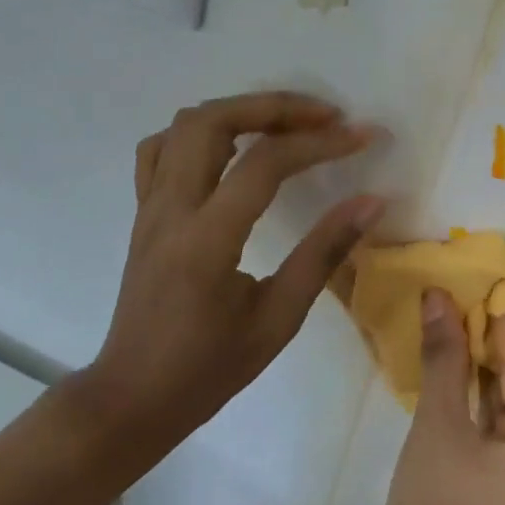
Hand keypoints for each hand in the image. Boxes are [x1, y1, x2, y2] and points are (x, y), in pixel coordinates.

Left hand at [83, 91, 383, 450]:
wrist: (132, 398)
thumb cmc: (208, 369)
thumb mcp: (278, 320)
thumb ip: (323, 253)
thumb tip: (372, 202)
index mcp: (206, 240)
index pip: (264, 164)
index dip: (319, 142)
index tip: (362, 136)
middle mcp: (171, 209)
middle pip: (214, 120)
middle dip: (275, 106)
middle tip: (324, 116)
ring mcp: (150, 205)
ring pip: (186, 124)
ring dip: (240, 110)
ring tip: (287, 124)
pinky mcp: (143, 211)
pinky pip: (162, 148)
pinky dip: (201, 131)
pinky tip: (231, 146)